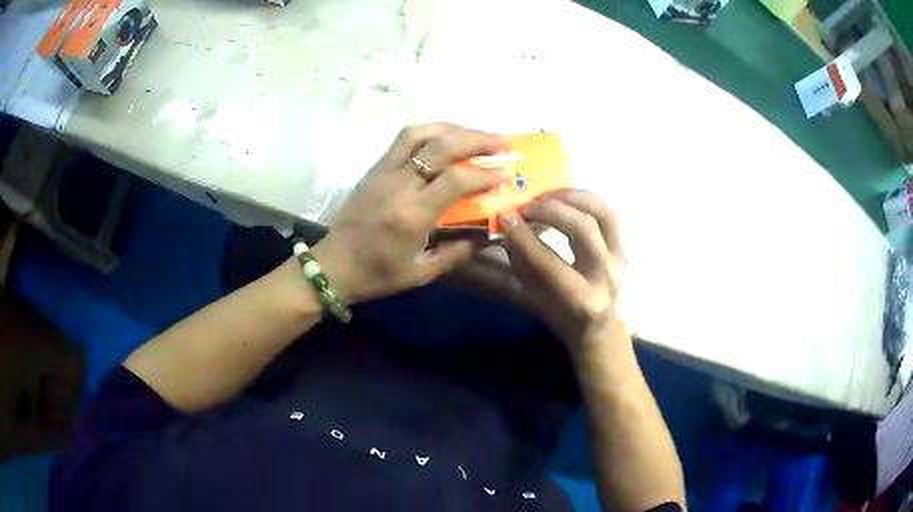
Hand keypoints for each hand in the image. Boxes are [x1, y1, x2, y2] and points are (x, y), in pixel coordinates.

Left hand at [311, 123, 509, 302]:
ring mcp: (384, 171)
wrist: (333, 265)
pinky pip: (405, 138)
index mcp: (412, 215)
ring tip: (479, 134)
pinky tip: (447, 136)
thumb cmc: (377, 274)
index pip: (456, 180)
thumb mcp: (421, 273)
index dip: (486, 172)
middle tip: (505, 143)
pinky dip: (431, 131)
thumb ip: (457, 252)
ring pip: (421, 133)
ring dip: (455, 128)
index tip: (507, 172)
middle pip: (442, 146)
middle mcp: (399, 185)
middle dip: (478, 139)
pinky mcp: (375, 167)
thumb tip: (488, 234)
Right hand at [499, 189, 625, 352]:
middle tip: (526, 206)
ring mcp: (619, 258)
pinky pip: (608, 213)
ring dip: (571, 198)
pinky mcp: (622, 246)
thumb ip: (521, 265)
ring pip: (601, 214)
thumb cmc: (560, 316)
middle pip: (583, 230)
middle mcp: (605, 277)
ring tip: (545, 195)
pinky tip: (564, 196)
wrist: (598, 325)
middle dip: (551, 211)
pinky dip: (585, 199)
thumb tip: (507, 229)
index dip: (524, 237)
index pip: (549, 262)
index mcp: (581, 300)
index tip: (505, 217)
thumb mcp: (534, 299)